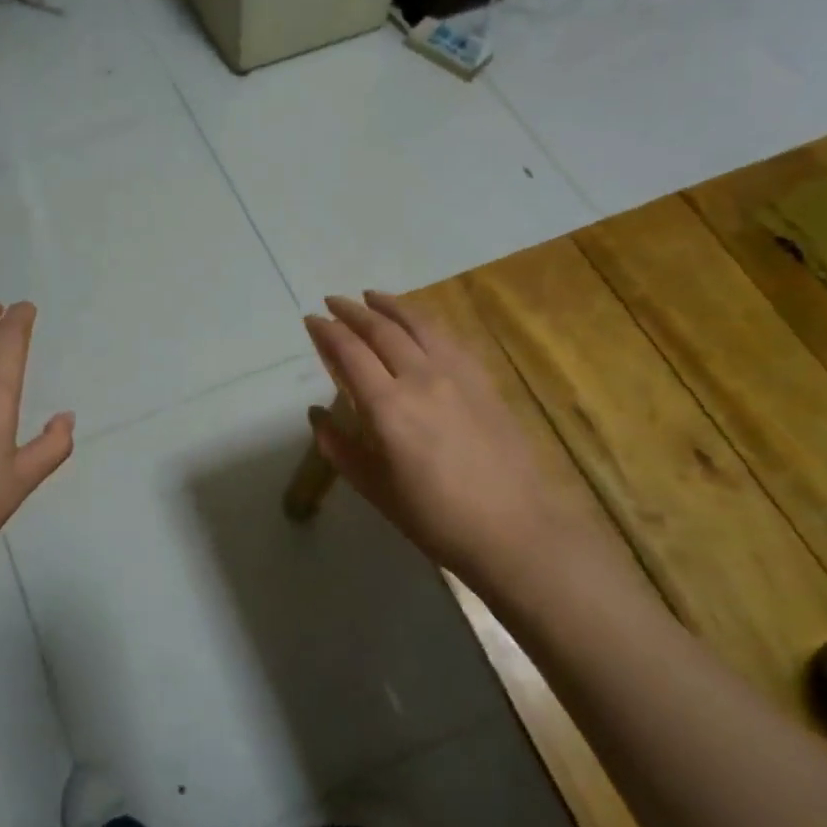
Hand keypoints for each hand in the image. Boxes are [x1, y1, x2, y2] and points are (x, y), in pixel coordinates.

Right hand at [304, 292, 598, 592]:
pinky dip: (425, 321)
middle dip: (353, 311)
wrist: (513, 529)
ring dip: (391, 305)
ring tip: (372, 296)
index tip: (312, 319)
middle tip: (334, 301)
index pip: (349, 352)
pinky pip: (449, 337)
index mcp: (387, 407)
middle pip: (382, 329)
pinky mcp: (483, 380)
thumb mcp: (375, 488)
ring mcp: (457, 375)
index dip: (327, 331)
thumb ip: (339, 447)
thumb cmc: (435, 518)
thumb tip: (316, 415)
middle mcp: (420, 378)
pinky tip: (419, 322)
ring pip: (419, 324)